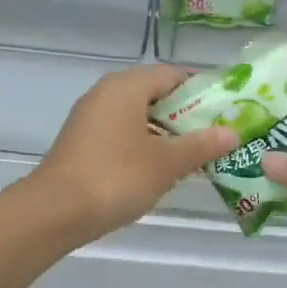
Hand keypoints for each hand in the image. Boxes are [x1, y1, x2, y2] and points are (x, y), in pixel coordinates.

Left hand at [26, 65, 238, 242]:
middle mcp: (106, 94)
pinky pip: (124, 133)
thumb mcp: (166, 163)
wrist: (54, 212)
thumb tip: (232, 133)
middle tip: (218, 133)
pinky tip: (163, 167)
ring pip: (139, 116)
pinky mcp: (84, 143)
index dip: (202, 89)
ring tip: (198, 152)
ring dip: (168, 132)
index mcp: (126, 87)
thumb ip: (201, 145)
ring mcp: (91, 118)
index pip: (173, 75)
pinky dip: (146, 144)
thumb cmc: (116, 177)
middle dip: (187, 114)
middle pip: (156, 94)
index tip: (228, 108)